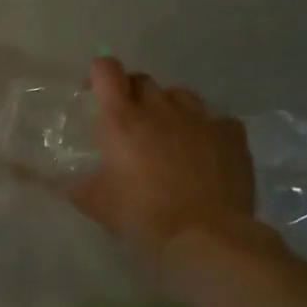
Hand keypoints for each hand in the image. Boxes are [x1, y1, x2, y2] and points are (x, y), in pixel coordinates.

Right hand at [68, 56, 261, 286]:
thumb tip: (75, 183)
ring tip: (167, 132)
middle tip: (128, 120)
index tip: (94, 92)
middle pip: (143, 81)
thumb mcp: (96, 204)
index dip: (98, 74)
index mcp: (121, 120)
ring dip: (168, 107)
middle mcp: (160, 109)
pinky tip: (203, 149)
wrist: (205, 236)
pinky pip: (215, 119)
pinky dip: (205, 128)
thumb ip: (82, 186)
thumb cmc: (142, 216)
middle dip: (132, 93)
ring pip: (180, 95)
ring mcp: (200, 119)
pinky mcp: (231, 136)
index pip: (107, 71)